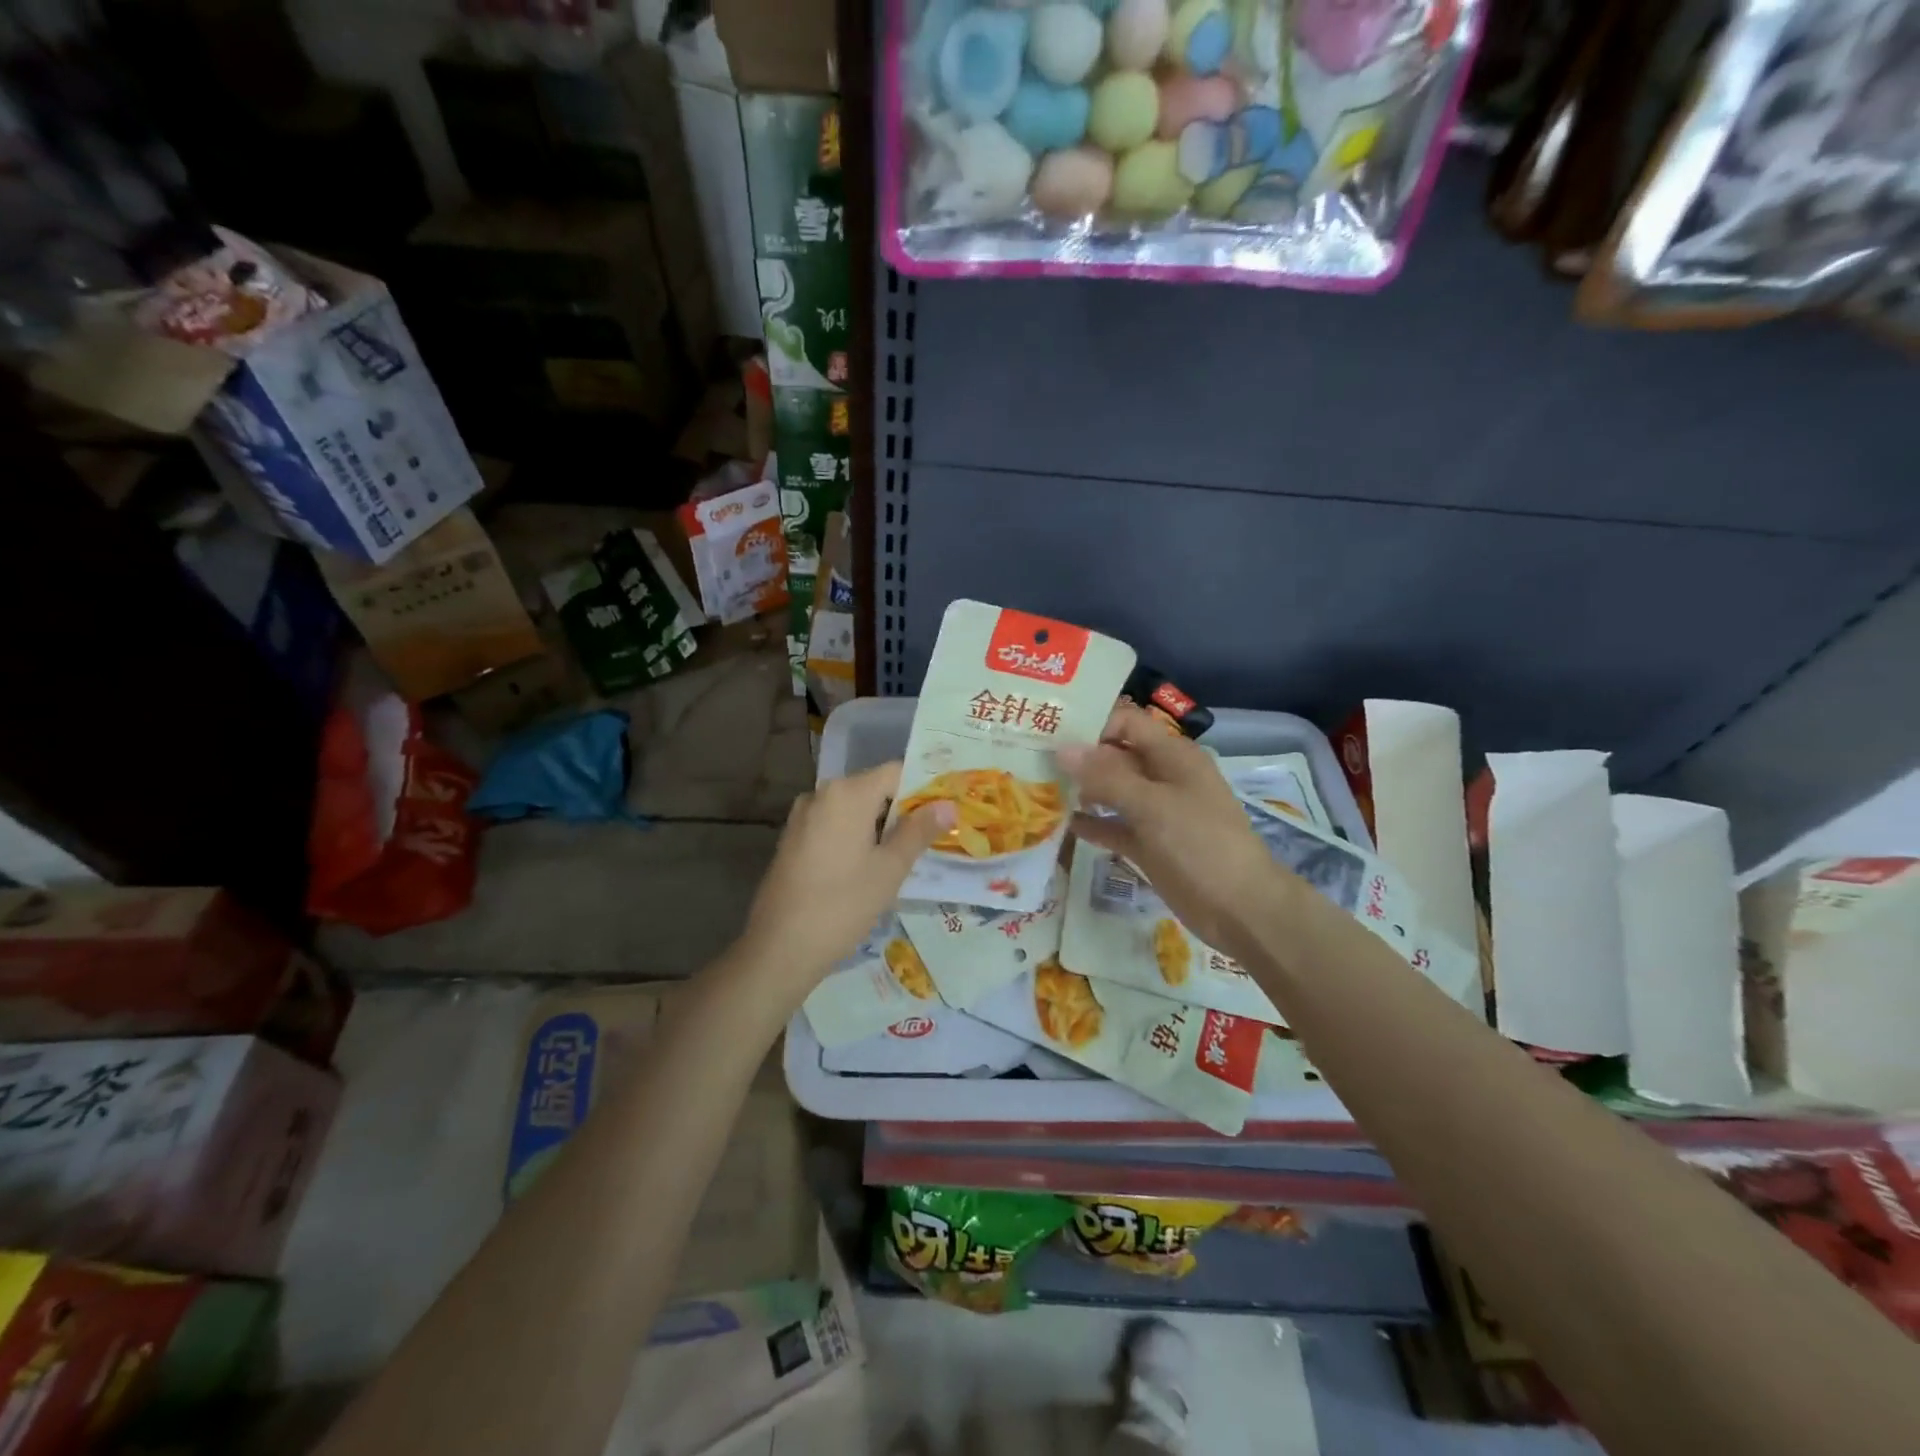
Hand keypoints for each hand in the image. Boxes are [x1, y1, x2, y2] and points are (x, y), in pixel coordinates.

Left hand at [731, 761, 956, 1002]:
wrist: (780, 947)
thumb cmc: (843, 904)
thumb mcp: (890, 869)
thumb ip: (919, 831)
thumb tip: (947, 805)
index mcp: (847, 793)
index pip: (896, 772)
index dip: (923, 788)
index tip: (944, 812)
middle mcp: (822, 794)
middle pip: (874, 788)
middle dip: (903, 809)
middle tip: (933, 836)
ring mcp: (803, 816)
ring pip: (853, 809)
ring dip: (880, 825)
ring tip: (907, 855)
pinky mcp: (793, 839)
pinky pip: (834, 825)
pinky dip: (856, 836)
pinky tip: (870, 866)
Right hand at [1057, 705, 1293, 964]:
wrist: (1240, 908)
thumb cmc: (1200, 845)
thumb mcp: (1152, 805)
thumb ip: (1106, 776)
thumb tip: (1062, 749)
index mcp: (1172, 756)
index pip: (1126, 723)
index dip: (1091, 725)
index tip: (1050, 734)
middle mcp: (1162, 777)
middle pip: (1115, 756)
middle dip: (1078, 758)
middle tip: (1032, 761)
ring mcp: (1156, 813)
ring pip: (1112, 792)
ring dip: (1081, 791)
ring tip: (1040, 790)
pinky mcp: (1149, 844)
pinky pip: (1115, 826)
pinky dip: (1093, 824)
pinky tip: (1062, 825)